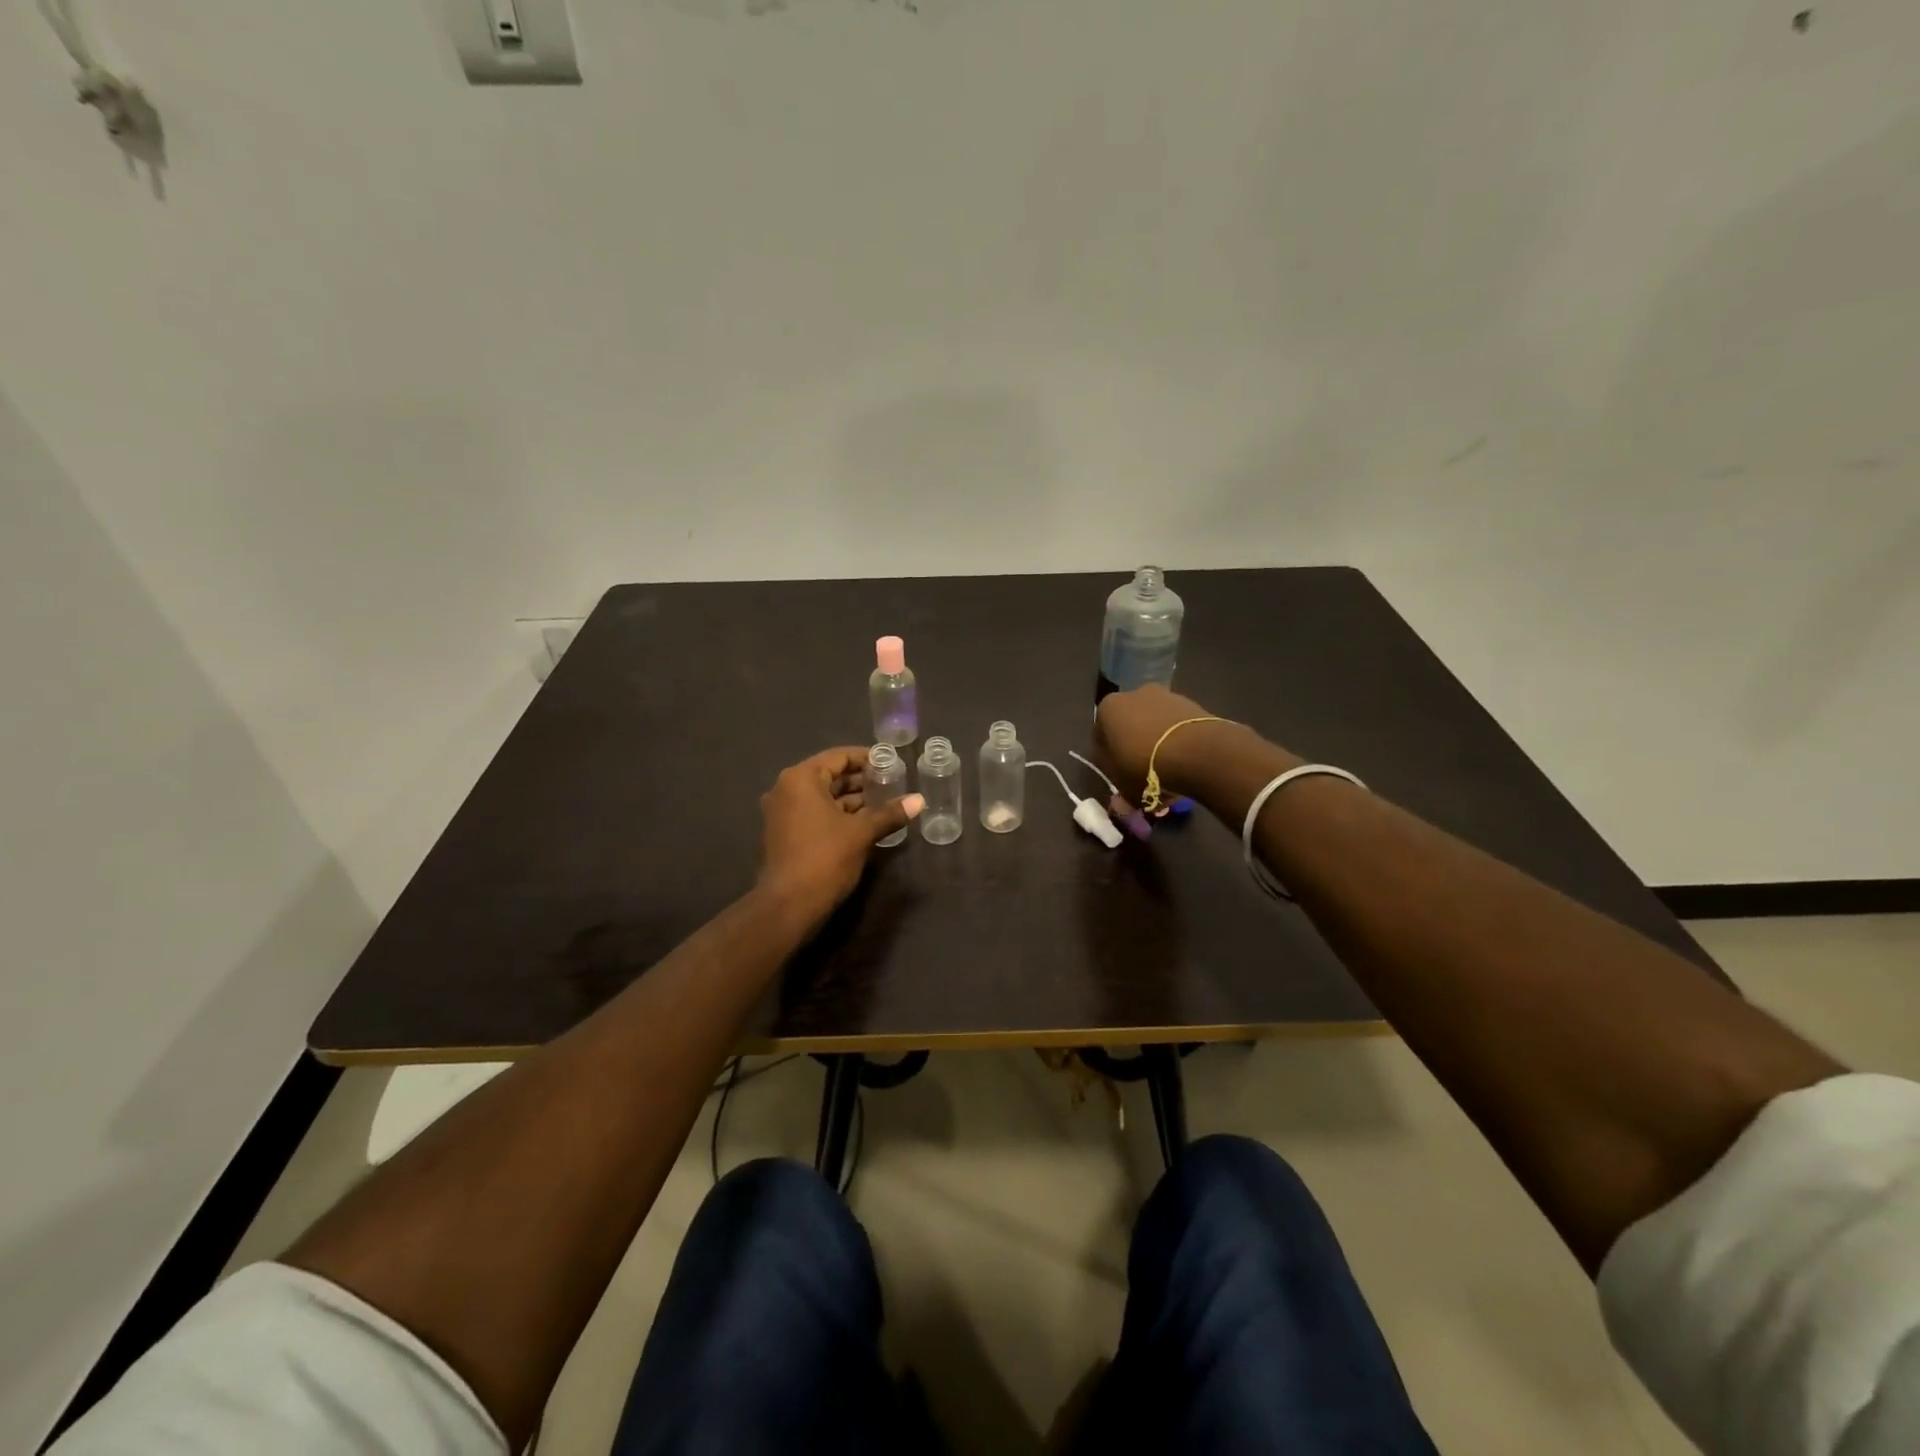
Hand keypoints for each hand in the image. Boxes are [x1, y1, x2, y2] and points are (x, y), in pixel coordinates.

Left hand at [756, 747, 922, 922]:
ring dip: (851, 799)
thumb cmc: (825, 858)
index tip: (891, 764)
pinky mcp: (784, 833)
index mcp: (801, 779)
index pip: (838, 757)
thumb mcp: (862, 833)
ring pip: (823, 797)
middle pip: (830, 776)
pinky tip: (864, 823)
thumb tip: (919, 800)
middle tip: (892, 784)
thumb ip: (890, 813)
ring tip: (884, 803)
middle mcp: (786, 789)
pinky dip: (837, 814)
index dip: (867, 758)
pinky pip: (815, 813)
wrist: (789, 905)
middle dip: (861, 780)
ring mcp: (782, 812)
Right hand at [1093, 684, 1238, 802]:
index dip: (1108, 760)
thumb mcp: (1123, 787)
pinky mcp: (1192, 704)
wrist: (1197, 752)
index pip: (1100, 736)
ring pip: (1154, 725)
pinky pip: (1177, 727)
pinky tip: (1185, 763)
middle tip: (1143, 776)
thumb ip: (1118, 790)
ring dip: (1157, 744)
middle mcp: (1133, 694)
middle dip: (1134, 748)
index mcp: (1108, 708)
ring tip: (1168, 772)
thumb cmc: (1145, 766)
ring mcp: (1165, 696)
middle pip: (1129, 726)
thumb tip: (1120, 802)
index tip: (1119, 778)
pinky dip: (1178, 741)